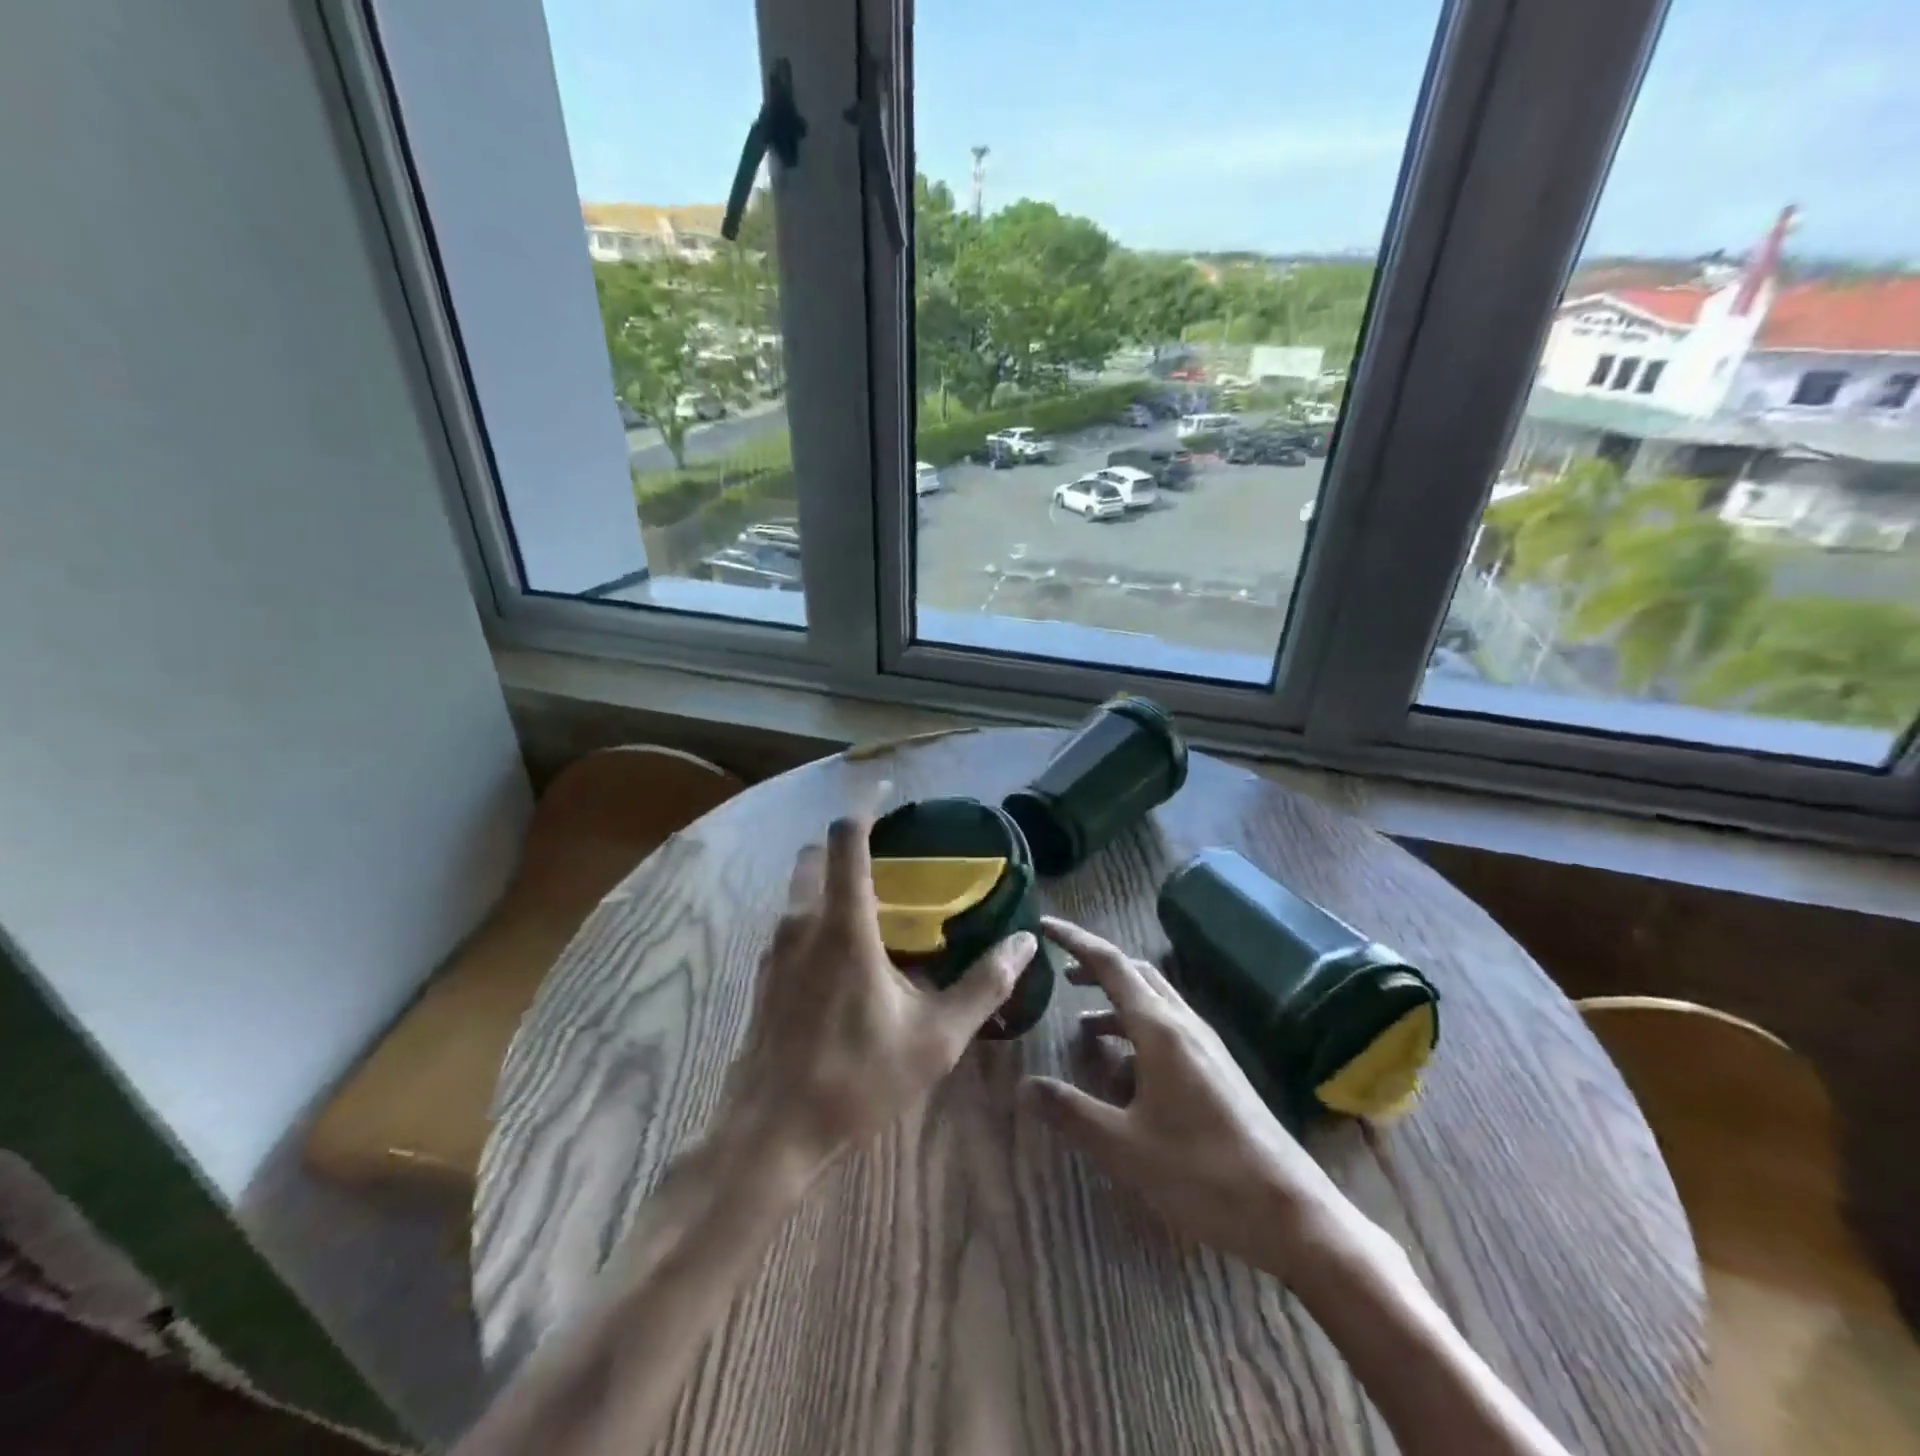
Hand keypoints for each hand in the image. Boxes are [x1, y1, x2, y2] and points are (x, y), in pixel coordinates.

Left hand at [717, 806, 1038, 1180]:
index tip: (891, 792)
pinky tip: (852, 951)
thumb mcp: (936, 1037)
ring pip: (802, 888)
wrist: (770, 1135)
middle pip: (818, 854)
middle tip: (893, 850)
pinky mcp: (765, 974)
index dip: (867, 804)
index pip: (847, 838)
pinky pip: (795, 921)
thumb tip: (1025, 943)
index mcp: (842, 924)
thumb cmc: (855, 1080)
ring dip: (834, 877)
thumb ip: (984, 985)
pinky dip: (820, 910)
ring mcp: (776, 949)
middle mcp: (802, 923)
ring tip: (880, 899)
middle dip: (851, 840)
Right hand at [1022, 916, 1364, 1277]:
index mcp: (1159, 1028)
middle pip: (1135, 974)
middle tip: (1060, 974)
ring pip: (1154, 1002)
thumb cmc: (1201, 1172)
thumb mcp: (1123, 1147)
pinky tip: (1125, 1072)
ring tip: (1082, 1027)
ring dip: (1116, 1003)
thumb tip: (1023, 1085)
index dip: (1074, 940)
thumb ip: (1071, 1111)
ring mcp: (1206, 1046)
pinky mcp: (1218, 1070)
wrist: (1289, 1213)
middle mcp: (1184, 1024)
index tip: (1043, 926)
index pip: (1109, 964)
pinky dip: (1137, 1032)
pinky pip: (1169, 1030)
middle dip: (1096, 968)